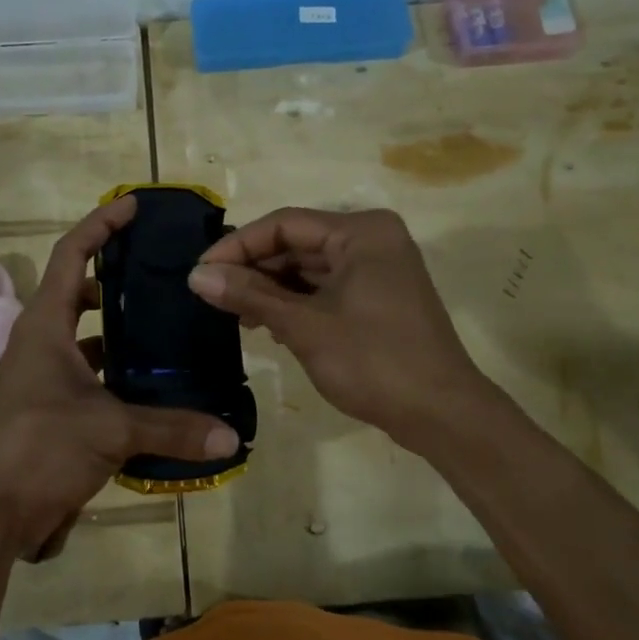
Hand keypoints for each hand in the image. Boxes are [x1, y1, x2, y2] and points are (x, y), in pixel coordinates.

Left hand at [0, 196, 241, 561]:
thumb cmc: (37, 447)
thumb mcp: (109, 431)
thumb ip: (171, 429)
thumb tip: (230, 437)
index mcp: (45, 325)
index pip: (70, 254)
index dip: (101, 225)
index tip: (134, 207)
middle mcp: (41, 343)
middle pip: (77, 293)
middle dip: (115, 279)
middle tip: (162, 275)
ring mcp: (43, 378)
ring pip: (86, 339)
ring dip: (119, 331)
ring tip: (167, 327)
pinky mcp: (50, 411)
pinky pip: (89, 378)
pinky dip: (117, 376)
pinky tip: (152, 387)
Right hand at [187, 207, 486, 444]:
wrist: (442, 415)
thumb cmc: (374, 361)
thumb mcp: (305, 326)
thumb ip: (250, 295)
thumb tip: (196, 275)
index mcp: (361, 232)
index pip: (285, 224)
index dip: (238, 246)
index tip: (200, 272)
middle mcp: (372, 240)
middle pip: (297, 243)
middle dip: (254, 269)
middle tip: (211, 294)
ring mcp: (378, 269)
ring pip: (309, 267)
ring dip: (271, 288)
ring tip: (234, 313)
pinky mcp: (378, 297)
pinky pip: (326, 287)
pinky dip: (295, 302)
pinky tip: (266, 322)